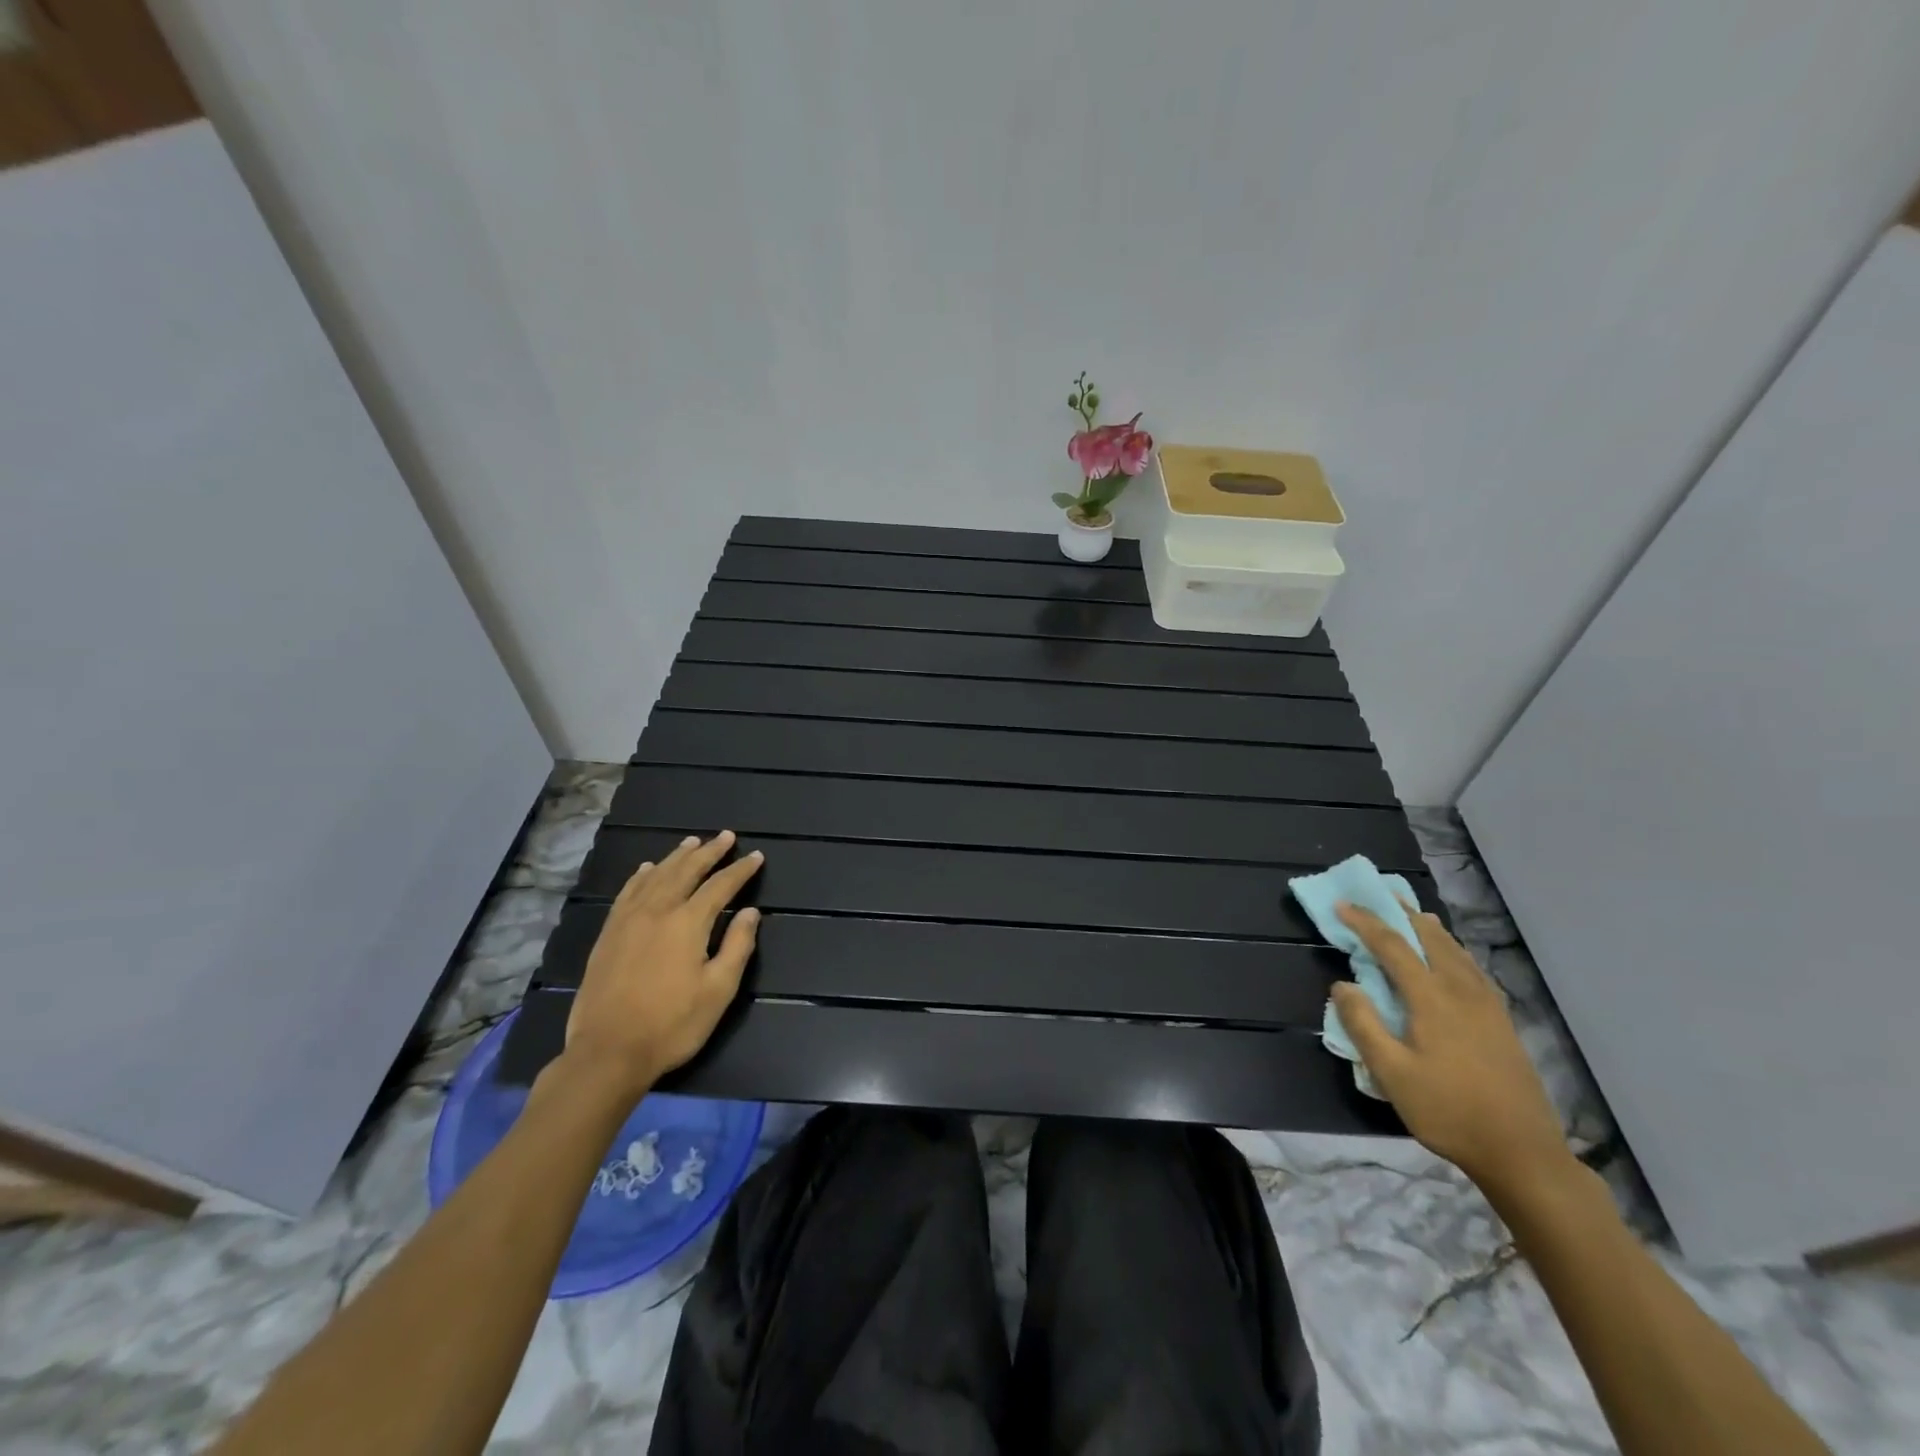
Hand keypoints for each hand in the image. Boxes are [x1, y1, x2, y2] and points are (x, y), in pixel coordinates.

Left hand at [561, 831, 763, 1098]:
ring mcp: (628, 920)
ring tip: (691, 842)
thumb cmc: (672, 1024)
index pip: (720, 886)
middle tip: (726, 837)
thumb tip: (751, 912)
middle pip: (686, 871)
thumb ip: (737, 946)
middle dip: (709, 852)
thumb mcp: (719, 990)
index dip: (740, 870)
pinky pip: (627, 892)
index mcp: (688, 923)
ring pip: (656, 876)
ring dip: (677, 857)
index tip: (756, 856)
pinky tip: (647, 869)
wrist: (608, 1052)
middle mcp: (658, 911)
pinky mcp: (609, 934)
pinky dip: (641, 876)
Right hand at [1332, 904, 1571, 1195]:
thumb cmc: (1448, 1111)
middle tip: (1380, 894)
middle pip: (1430, 938)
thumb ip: (1363, 1025)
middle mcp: (1462, 991)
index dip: (1365, 922)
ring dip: (1430, 928)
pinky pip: (1472, 968)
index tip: (1341, 904)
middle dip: (1402, 913)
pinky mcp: (1502, 1021)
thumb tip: (1342, 984)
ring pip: (1456, 951)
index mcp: (1432, 999)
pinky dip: (1452, 949)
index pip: (1392, 946)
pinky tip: (1452, 958)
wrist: (1523, 1153)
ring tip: (1414, 915)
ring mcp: (1488, 1005)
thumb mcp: (1391, 1074)